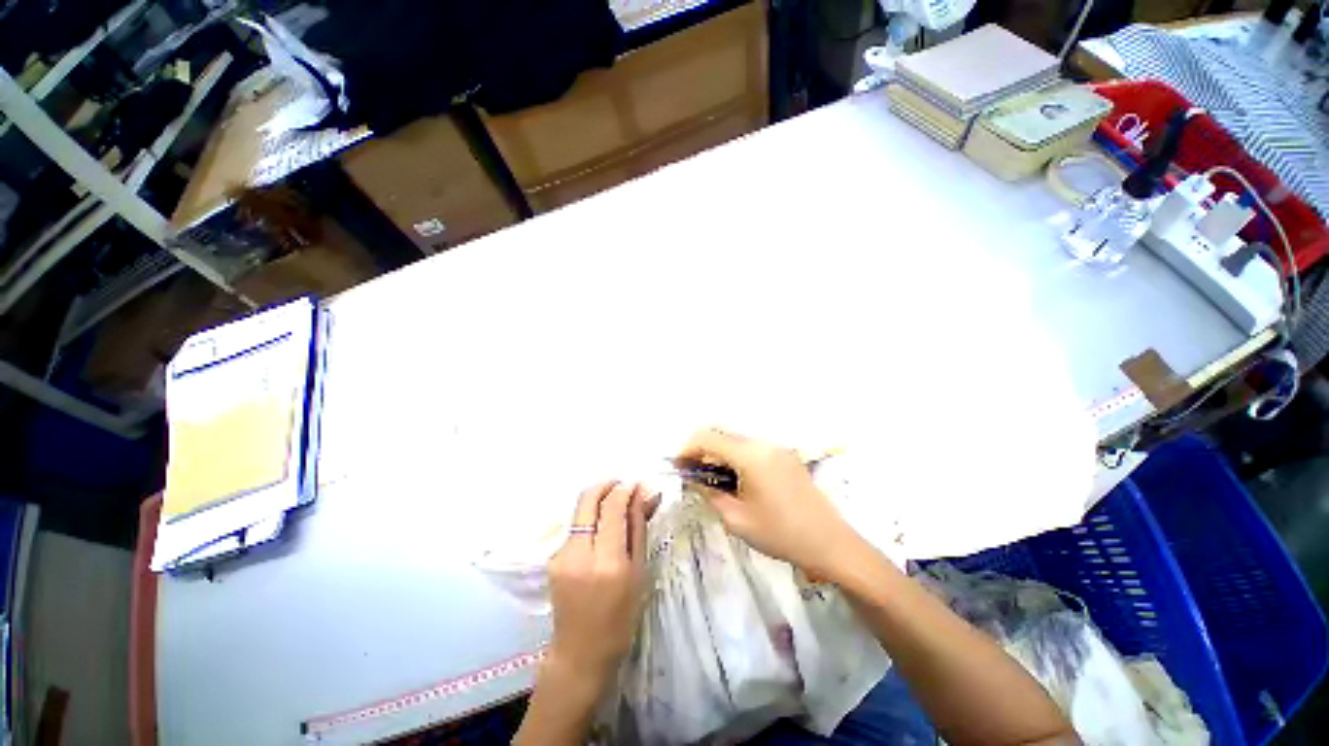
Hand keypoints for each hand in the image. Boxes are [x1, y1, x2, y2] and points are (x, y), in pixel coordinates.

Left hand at [546, 481, 656, 680]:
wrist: (581, 653)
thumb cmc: (621, 617)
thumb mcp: (638, 571)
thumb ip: (638, 528)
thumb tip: (644, 494)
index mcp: (607, 561)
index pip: (612, 507)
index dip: (624, 489)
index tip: (636, 484)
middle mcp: (579, 553)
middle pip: (587, 499)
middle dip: (605, 485)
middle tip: (621, 484)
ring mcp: (560, 555)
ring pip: (579, 510)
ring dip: (597, 500)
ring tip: (615, 506)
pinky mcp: (552, 558)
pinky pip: (575, 527)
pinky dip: (590, 519)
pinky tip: (601, 529)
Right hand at [677, 429, 862, 579]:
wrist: (830, 543)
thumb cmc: (781, 534)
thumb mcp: (737, 520)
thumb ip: (710, 494)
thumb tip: (694, 480)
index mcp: (750, 455)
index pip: (708, 437)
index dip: (687, 448)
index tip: (677, 467)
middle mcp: (763, 443)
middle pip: (721, 434)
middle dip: (701, 450)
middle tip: (691, 474)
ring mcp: (776, 447)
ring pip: (736, 440)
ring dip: (718, 453)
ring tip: (712, 479)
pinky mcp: (785, 456)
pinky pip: (751, 448)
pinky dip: (735, 456)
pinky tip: (735, 479)